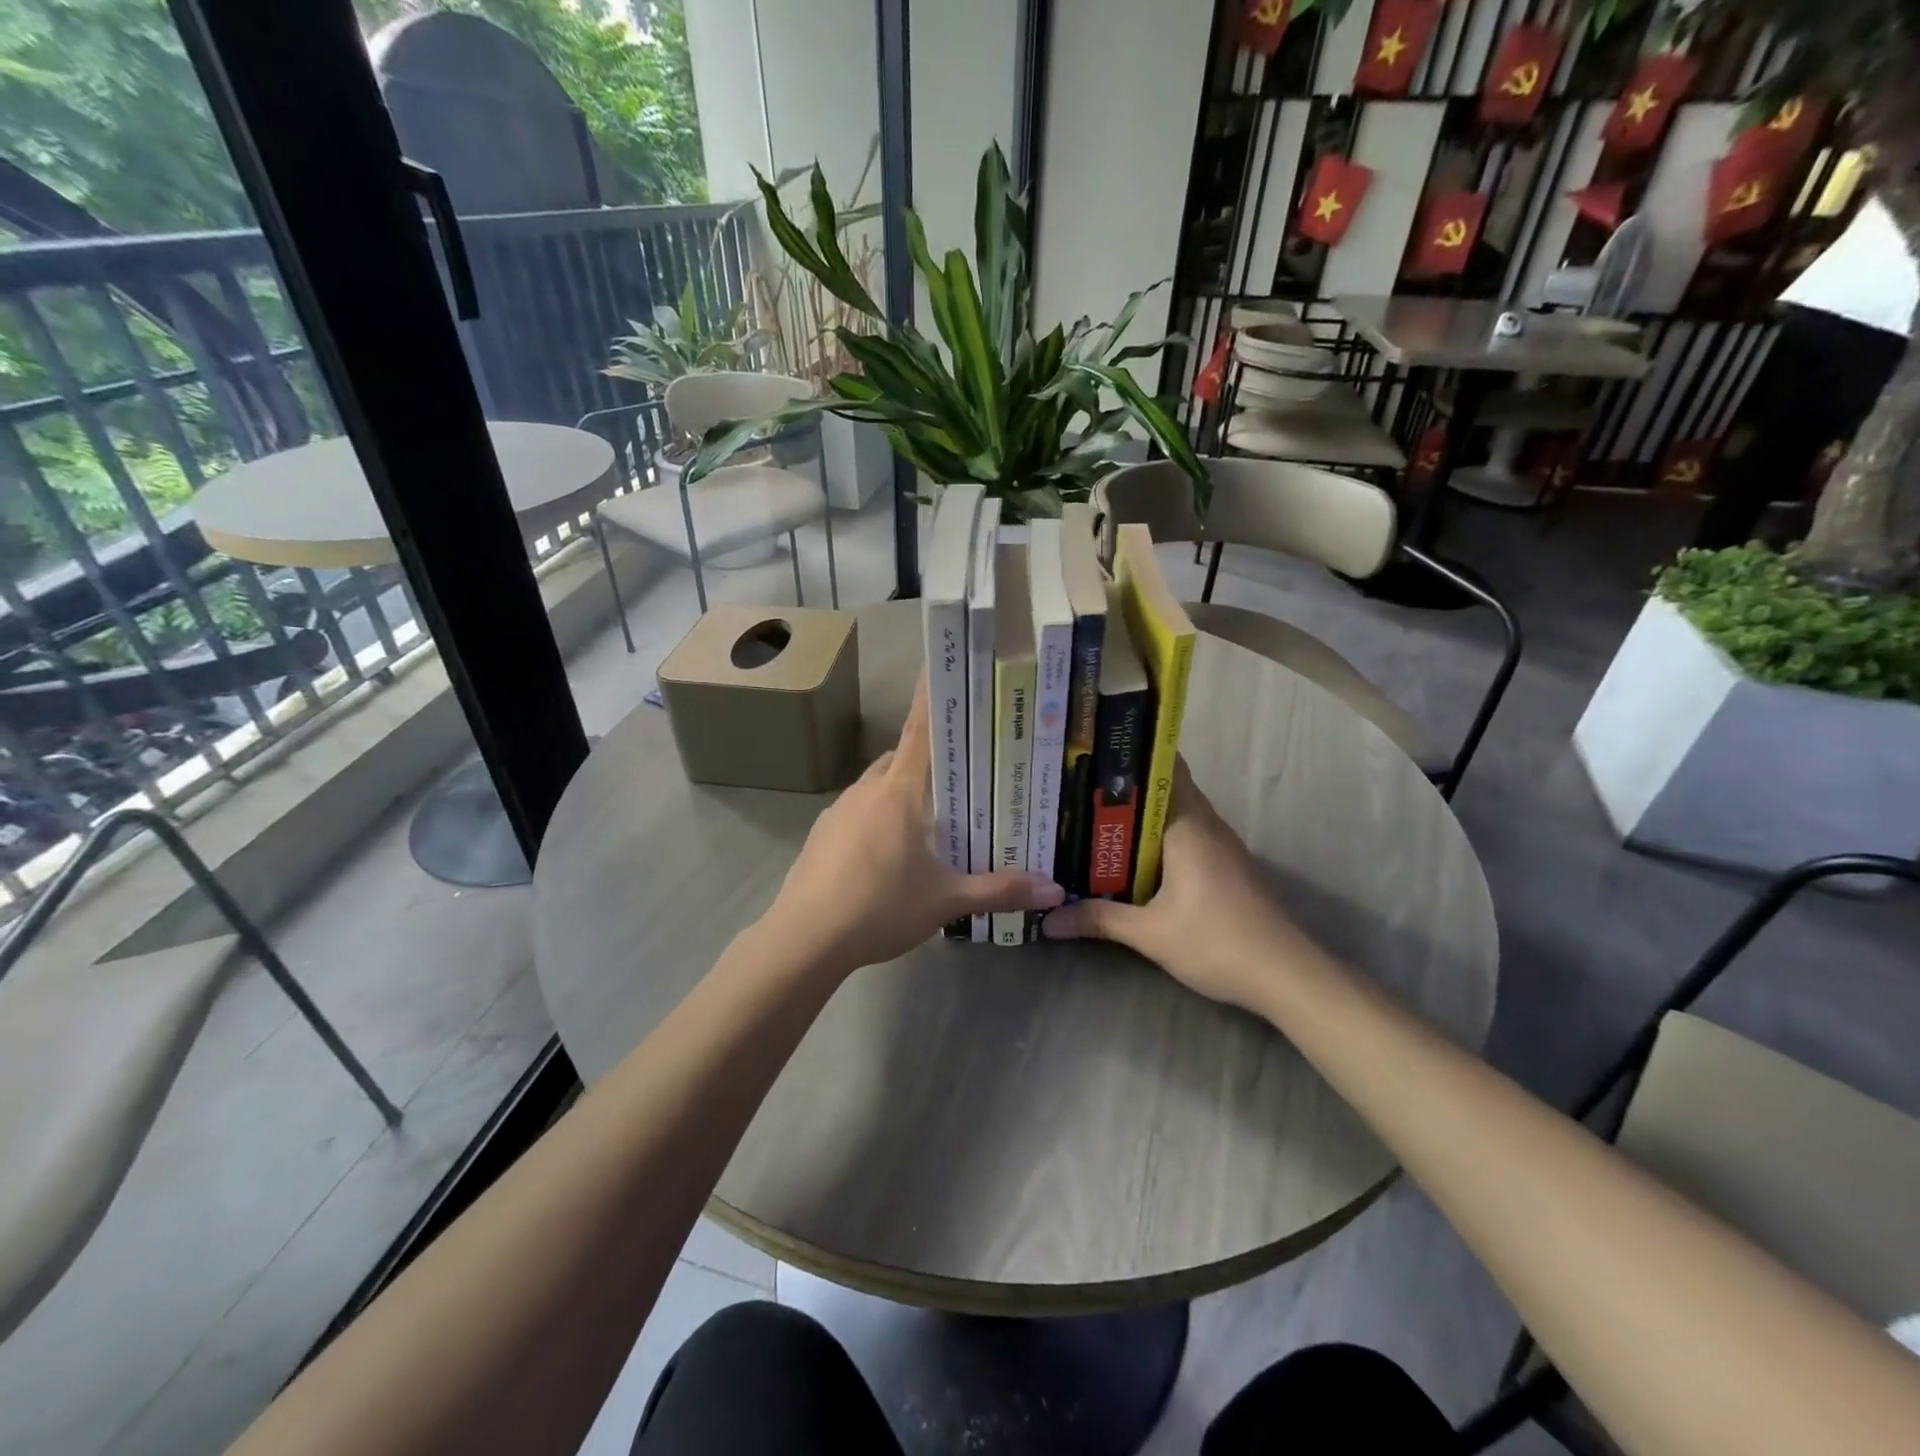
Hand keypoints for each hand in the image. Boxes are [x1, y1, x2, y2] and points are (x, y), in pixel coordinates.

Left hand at [757, 677, 1063, 974]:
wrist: (804, 939)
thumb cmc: (880, 908)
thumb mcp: (945, 901)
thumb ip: (999, 890)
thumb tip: (1054, 888)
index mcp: (899, 792)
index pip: (920, 730)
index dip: (932, 697)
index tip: (941, 666)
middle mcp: (867, 790)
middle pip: (901, 757)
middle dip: (928, 758)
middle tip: (961, 774)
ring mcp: (839, 810)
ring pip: (878, 784)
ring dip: (902, 790)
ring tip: (929, 819)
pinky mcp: (822, 833)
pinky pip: (858, 809)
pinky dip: (877, 815)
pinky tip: (888, 852)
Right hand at [1043, 759, 1327, 1013]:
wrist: (1287, 976)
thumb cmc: (1218, 942)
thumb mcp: (1151, 934)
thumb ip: (1099, 920)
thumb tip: (1048, 920)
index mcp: (1189, 825)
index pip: (1164, 768)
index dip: (1130, 755)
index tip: (1091, 751)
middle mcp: (1206, 825)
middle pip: (1163, 789)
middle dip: (1123, 787)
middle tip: (1076, 786)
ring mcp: (1219, 845)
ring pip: (1173, 815)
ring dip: (1138, 815)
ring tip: (1091, 816)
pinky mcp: (1224, 867)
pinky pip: (1183, 836)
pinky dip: (1154, 838)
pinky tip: (1127, 855)